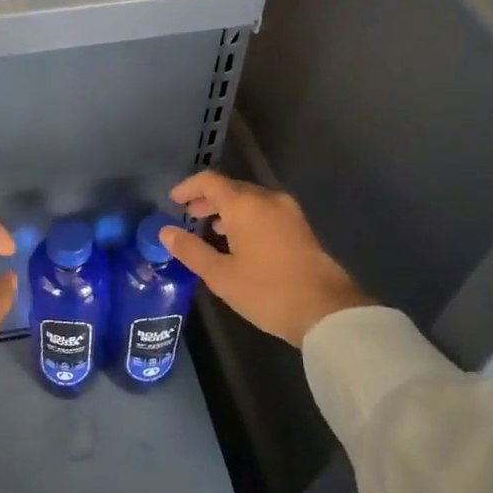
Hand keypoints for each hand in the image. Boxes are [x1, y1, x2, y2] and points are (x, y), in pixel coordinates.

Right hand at [160, 171, 373, 347]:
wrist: (326, 310)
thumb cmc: (267, 291)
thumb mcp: (221, 275)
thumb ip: (191, 250)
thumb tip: (165, 232)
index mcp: (244, 204)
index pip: (210, 181)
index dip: (188, 187)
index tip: (174, 200)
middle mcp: (267, 199)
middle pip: (231, 188)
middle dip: (208, 200)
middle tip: (188, 216)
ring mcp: (288, 211)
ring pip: (250, 200)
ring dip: (228, 209)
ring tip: (210, 230)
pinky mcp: (300, 227)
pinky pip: (265, 211)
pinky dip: (247, 218)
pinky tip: (239, 241)